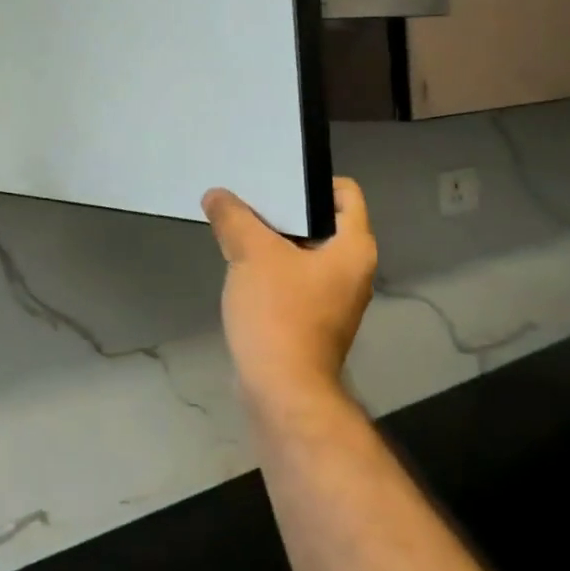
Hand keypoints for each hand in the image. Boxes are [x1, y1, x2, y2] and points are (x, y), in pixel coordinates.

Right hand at [202, 178, 377, 414]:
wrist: (281, 391)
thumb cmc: (279, 313)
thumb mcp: (252, 254)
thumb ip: (233, 217)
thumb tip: (216, 195)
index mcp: (354, 248)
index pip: (345, 193)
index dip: (311, 180)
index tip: (273, 179)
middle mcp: (352, 271)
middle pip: (320, 221)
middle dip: (283, 208)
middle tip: (247, 197)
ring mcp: (332, 298)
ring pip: (303, 251)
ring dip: (272, 238)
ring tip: (236, 225)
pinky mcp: (311, 319)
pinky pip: (292, 278)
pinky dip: (270, 267)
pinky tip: (239, 264)